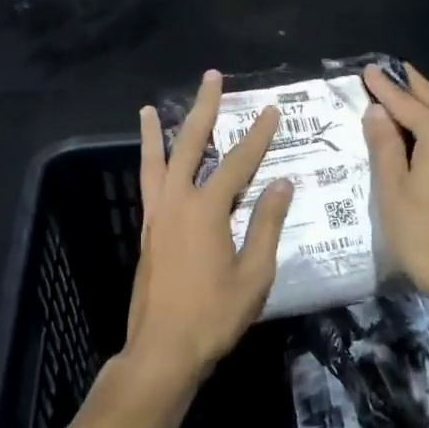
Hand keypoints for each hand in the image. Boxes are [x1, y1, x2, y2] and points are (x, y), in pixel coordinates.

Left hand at [128, 70, 294, 387]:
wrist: (164, 349)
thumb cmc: (214, 314)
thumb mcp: (254, 273)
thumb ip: (267, 224)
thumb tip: (281, 184)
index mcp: (206, 210)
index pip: (238, 162)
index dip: (257, 136)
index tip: (271, 111)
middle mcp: (176, 202)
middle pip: (190, 145)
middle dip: (203, 109)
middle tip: (211, 78)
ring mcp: (157, 216)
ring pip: (156, 162)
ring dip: (158, 133)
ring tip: (151, 108)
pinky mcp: (148, 232)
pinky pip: (147, 185)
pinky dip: (148, 164)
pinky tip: (152, 161)